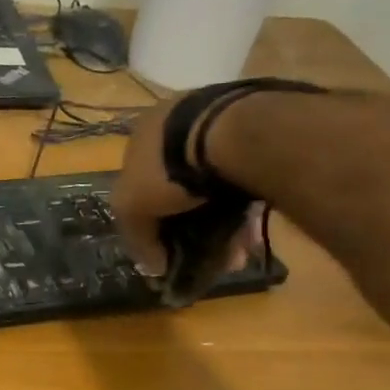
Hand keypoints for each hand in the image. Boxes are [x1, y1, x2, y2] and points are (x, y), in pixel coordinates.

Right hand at [110, 101, 261, 281]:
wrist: (234, 134)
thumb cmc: (169, 167)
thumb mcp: (132, 207)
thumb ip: (138, 238)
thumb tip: (154, 266)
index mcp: (142, 134)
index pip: (137, 182)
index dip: (149, 219)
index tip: (166, 246)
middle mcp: (177, 123)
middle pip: (179, 187)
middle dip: (191, 225)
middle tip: (207, 254)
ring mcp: (220, 123)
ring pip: (215, 186)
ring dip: (223, 223)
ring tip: (236, 252)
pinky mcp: (258, 133)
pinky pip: (245, 179)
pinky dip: (245, 207)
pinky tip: (252, 234)